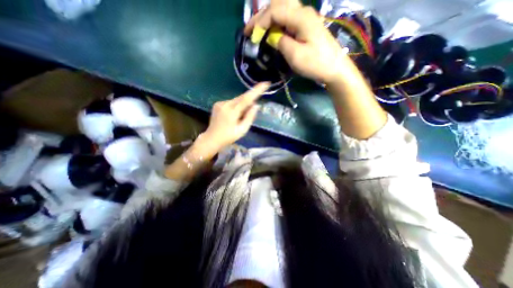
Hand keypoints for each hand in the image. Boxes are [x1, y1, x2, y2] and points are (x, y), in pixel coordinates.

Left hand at [202, 82, 269, 150]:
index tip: (265, 83)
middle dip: (249, 100)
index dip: (256, 90)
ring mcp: (220, 103)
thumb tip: (256, 105)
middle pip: (242, 98)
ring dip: (242, 105)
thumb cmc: (229, 137)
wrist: (212, 139)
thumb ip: (250, 117)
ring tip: (240, 117)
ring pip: (236, 100)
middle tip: (252, 110)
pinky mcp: (217, 104)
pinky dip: (236, 106)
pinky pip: (231, 102)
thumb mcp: (242, 130)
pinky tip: (234, 115)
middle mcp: (225, 104)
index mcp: (232, 111)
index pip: (247, 98)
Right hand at [244, 1, 347, 83]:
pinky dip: (277, 25)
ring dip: (269, 19)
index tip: (250, 35)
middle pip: (278, 6)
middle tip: (250, 30)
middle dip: (261, 17)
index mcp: (300, 17)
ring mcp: (306, 18)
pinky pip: (288, 20)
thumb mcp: (295, 55)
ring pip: (283, 11)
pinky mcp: (307, 27)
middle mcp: (303, 12)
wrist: (335, 68)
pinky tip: (272, 33)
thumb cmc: (316, 63)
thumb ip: (281, 42)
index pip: (274, 11)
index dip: (259, 22)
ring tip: (259, 31)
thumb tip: (272, 37)